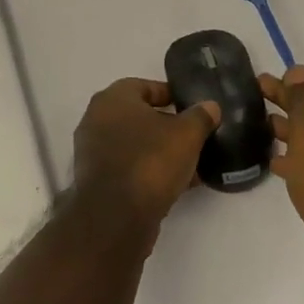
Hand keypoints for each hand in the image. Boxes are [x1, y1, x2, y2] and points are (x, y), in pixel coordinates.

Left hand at [71, 79, 219, 236]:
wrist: (116, 217)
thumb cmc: (150, 161)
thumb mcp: (187, 134)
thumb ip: (201, 116)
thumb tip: (210, 106)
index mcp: (113, 99)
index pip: (144, 86)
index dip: (171, 94)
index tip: (192, 107)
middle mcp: (97, 120)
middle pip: (139, 116)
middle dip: (168, 126)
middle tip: (194, 135)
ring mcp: (94, 152)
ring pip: (135, 144)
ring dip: (160, 151)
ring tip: (192, 162)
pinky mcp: (97, 181)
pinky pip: (129, 167)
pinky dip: (150, 171)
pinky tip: (177, 183)